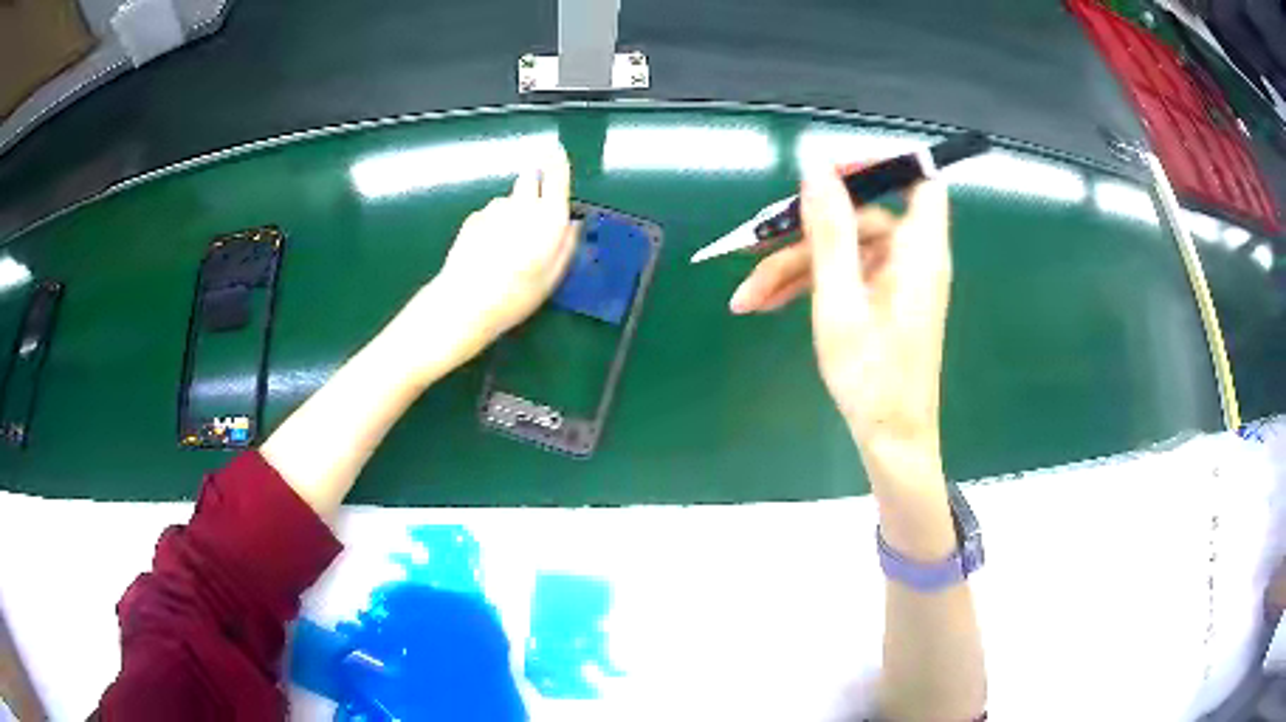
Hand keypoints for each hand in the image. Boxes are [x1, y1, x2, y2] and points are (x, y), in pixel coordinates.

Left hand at [403, 143, 579, 365]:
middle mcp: (523, 205)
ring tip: (507, 246)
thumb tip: (572, 225)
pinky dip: (493, 225)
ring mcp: (494, 209)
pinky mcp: (473, 218)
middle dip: (535, 183)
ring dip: (512, 210)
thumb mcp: (553, 277)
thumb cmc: (517, 294)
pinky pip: (490, 214)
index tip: (556, 151)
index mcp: (549, 217)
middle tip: (534, 211)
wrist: (466, 301)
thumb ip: (566, 246)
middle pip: (530, 177)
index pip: (556, 177)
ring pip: (509, 198)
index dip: (558, 163)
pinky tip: (488, 251)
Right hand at [729, 163, 951, 465]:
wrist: (890, 441)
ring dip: (793, 266)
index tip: (830, 172)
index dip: (880, 166)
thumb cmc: (872, 378)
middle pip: (860, 218)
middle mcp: (913, 258)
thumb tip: (817, 167)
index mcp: (918, 251)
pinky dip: (809, 285)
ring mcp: (897, 281)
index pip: (920, 181)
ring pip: (844, 250)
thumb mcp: (840, 301)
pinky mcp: (882, 300)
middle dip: (804, 233)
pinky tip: (766, 303)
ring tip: (746, 297)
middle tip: (752, 248)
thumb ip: (830, 231)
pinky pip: (846, 275)